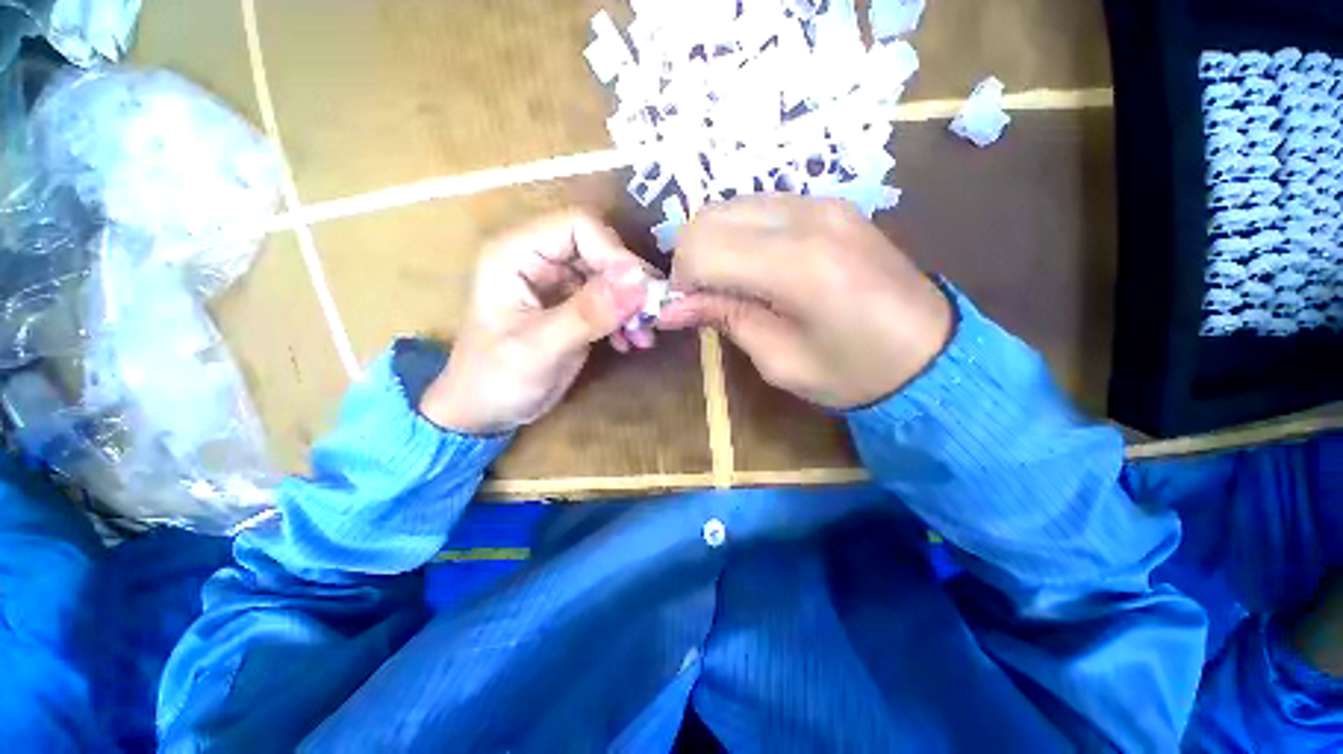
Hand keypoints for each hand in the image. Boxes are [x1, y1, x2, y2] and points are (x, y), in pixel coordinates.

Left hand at [420, 211, 657, 434]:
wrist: (486, 411)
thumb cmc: (496, 378)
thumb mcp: (541, 347)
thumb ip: (589, 313)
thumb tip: (639, 282)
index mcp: (517, 253)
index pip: (578, 226)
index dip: (615, 253)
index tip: (642, 291)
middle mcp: (540, 259)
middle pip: (601, 249)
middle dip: (630, 283)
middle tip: (652, 316)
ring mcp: (559, 282)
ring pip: (611, 275)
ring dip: (633, 304)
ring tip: (643, 336)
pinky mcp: (574, 305)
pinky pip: (611, 299)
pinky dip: (626, 318)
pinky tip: (631, 342)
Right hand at [659, 194, 952, 408]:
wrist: (931, 354)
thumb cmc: (854, 373)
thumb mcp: (780, 361)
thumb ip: (725, 319)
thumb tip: (671, 307)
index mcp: (797, 265)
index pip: (702, 248)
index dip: (681, 282)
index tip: (686, 312)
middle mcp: (807, 217)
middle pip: (709, 217)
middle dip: (690, 260)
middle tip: (703, 299)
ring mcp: (821, 202)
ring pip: (729, 206)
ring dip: (713, 245)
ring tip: (728, 285)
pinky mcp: (829, 203)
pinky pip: (758, 207)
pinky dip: (738, 235)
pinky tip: (754, 268)